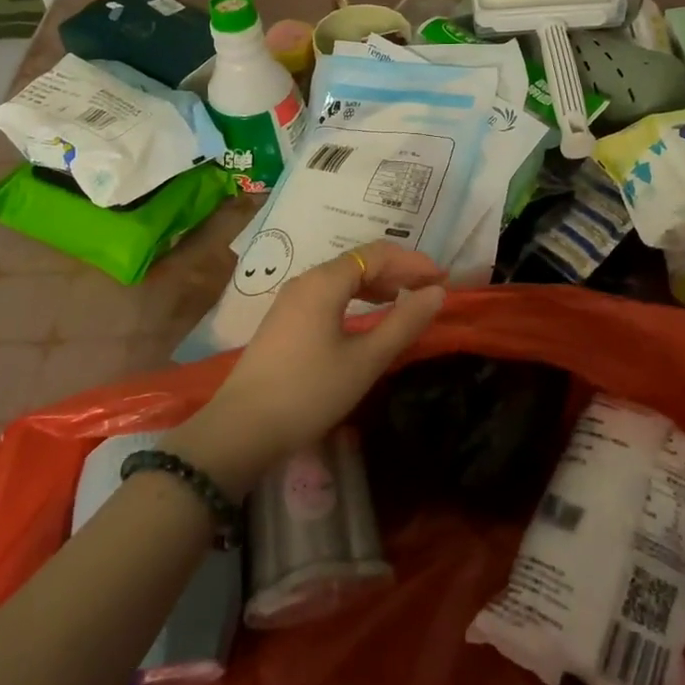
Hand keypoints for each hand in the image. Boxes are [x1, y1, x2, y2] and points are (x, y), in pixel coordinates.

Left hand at [166, 243, 445, 493]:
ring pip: (343, 277)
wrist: (240, 430)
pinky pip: (328, 294)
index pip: (378, 253)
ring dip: (377, 284)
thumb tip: (437, 293)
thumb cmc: (310, 392)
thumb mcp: (365, 360)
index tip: (443, 279)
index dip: (414, 262)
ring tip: (404, 300)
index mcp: (325, 281)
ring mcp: (291, 300)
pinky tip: (367, 317)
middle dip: (398, 270)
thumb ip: (404, 322)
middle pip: (360, 261)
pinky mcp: (284, 320)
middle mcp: (306, 280)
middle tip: (429, 290)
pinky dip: (356, 297)